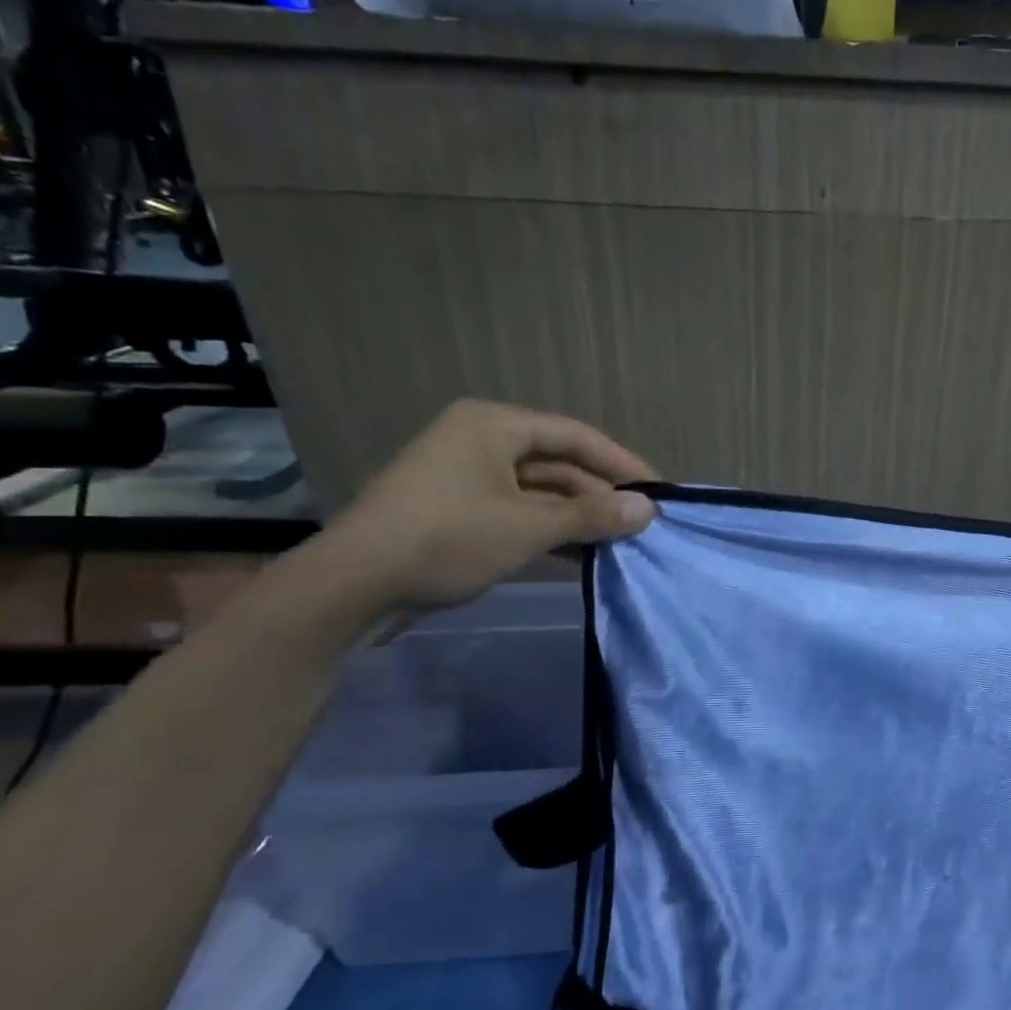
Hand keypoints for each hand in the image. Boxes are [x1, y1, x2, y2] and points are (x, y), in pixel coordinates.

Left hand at [326, 400, 655, 610]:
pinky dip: (549, 529)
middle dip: (600, 495)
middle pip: (559, 463)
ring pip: (540, 490)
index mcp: (495, 425)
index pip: (576, 436)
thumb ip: (592, 516)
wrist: (352, 583)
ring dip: (578, 516)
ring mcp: (467, 475)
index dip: (622, 464)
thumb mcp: (527, 527)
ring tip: (619, 541)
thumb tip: (649, 510)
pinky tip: (582, 554)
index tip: (658, 491)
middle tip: (640, 523)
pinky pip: (519, 509)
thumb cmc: (446, 538)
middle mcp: (482, 439)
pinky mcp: (459, 507)